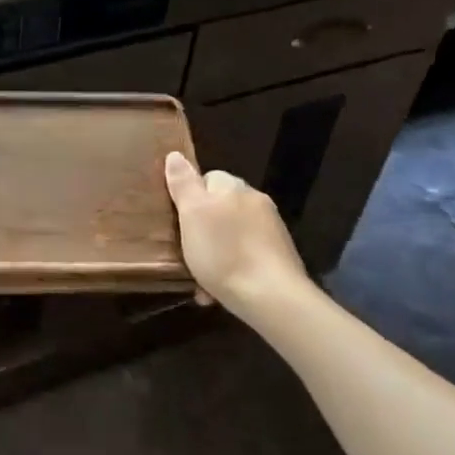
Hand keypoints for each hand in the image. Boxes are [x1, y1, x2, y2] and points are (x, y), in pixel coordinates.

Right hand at [164, 151, 307, 314]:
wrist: (273, 299)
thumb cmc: (224, 253)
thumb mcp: (192, 214)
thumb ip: (183, 183)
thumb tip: (175, 155)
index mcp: (233, 187)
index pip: (206, 178)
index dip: (189, 198)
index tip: (178, 221)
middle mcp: (255, 202)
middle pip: (219, 208)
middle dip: (202, 229)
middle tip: (187, 252)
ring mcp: (271, 230)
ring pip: (232, 235)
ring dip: (216, 253)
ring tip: (201, 280)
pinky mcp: (279, 258)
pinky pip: (247, 257)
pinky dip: (233, 270)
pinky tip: (220, 292)